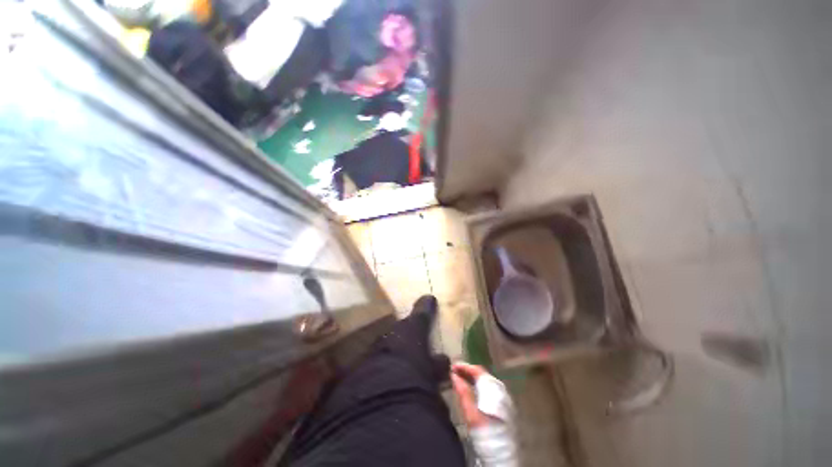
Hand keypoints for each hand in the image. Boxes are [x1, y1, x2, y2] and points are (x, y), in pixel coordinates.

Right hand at [450, 362, 498, 428]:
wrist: (501, 453)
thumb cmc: (484, 433)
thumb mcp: (471, 414)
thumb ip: (463, 393)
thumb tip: (454, 375)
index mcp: (492, 389)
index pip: (477, 371)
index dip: (464, 367)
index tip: (452, 366)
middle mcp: (500, 389)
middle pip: (482, 374)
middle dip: (467, 371)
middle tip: (454, 371)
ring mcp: (503, 396)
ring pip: (485, 381)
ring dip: (472, 377)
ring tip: (460, 378)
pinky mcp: (503, 404)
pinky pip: (488, 387)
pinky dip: (478, 384)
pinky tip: (471, 388)